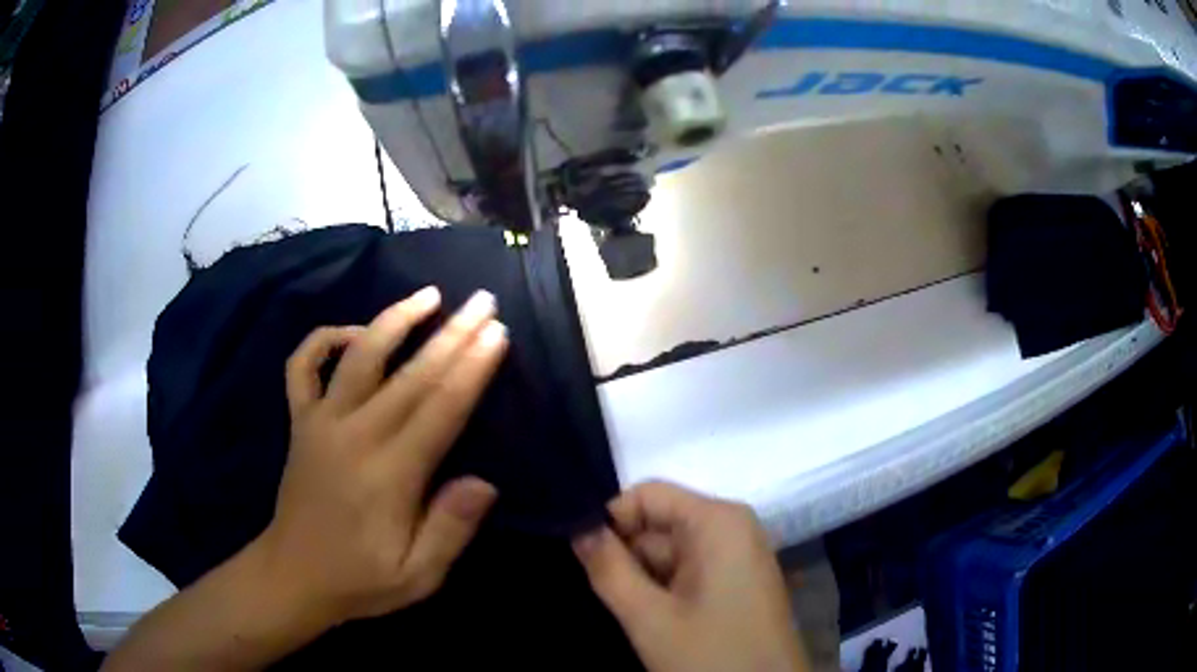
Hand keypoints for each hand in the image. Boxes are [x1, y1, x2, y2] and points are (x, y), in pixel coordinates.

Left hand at [256, 286, 508, 624]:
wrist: (294, 575)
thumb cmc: (361, 579)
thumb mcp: (418, 575)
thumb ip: (450, 529)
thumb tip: (484, 482)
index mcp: (389, 474)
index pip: (440, 409)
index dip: (471, 368)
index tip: (497, 333)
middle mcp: (353, 435)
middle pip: (410, 374)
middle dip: (451, 333)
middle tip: (483, 300)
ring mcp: (320, 422)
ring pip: (357, 356)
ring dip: (393, 319)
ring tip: (428, 295)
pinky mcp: (299, 422)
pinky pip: (302, 366)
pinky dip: (324, 339)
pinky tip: (353, 332)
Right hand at [572, 482, 808, 671]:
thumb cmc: (711, 655)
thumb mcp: (650, 618)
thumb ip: (609, 569)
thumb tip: (577, 527)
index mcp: (718, 521)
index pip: (648, 495)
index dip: (610, 520)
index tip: (582, 557)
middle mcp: (731, 529)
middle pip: (657, 525)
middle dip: (625, 556)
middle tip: (597, 592)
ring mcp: (735, 557)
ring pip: (668, 553)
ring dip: (641, 579)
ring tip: (627, 612)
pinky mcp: (734, 582)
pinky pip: (686, 572)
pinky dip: (662, 591)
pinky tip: (650, 619)